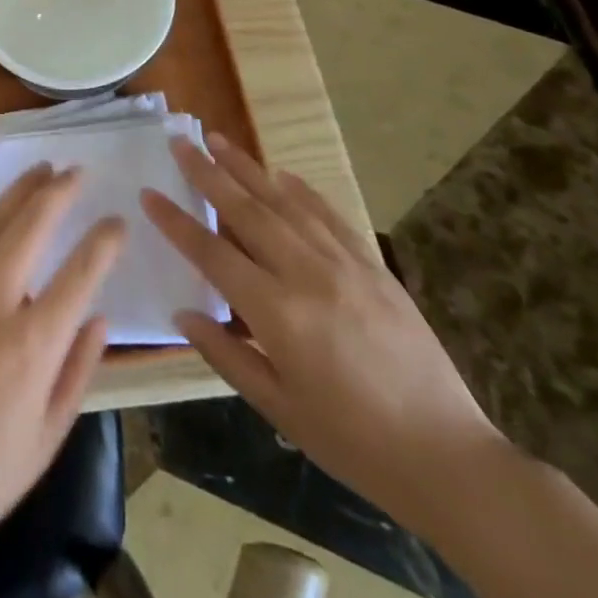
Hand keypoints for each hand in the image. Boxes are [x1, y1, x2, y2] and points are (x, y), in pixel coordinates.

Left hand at [0, 164, 125, 567]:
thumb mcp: (49, 435)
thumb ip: (79, 370)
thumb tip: (100, 317)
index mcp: (31, 345)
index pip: (78, 275)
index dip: (102, 242)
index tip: (117, 220)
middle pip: (30, 226)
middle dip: (58, 192)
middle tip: (77, 170)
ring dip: (18, 191)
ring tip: (40, 171)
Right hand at [141, 135, 504, 532]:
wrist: (448, 457)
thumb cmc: (352, 442)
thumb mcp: (279, 409)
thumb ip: (226, 355)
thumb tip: (184, 312)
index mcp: (277, 313)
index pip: (212, 252)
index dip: (176, 222)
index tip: (148, 192)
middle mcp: (306, 274)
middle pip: (246, 210)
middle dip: (208, 172)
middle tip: (180, 140)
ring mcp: (344, 264)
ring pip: (284, 202)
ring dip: (248, 168)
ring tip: (218, 140)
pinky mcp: (373, 266)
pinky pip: (329, 215)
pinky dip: (302, 190)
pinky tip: (282, 174)